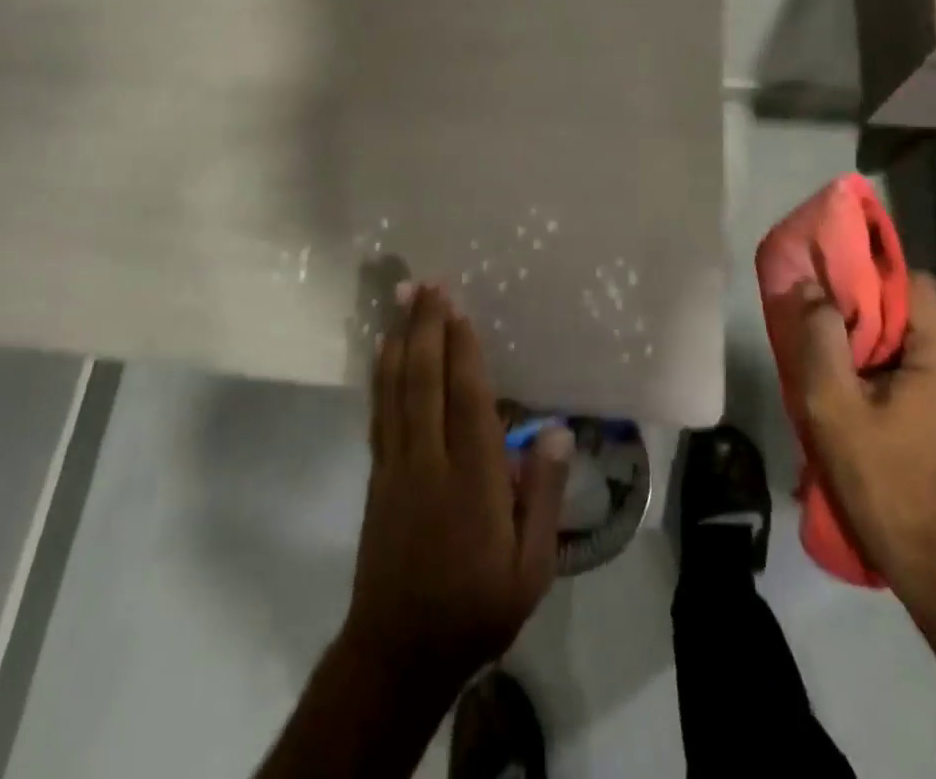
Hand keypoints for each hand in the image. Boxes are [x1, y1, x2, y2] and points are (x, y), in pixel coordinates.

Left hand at [341, 281, 571, 696]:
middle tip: (426, 284)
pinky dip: (381, 374)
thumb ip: (542, 497)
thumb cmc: (476, 607)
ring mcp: (396, 465)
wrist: (399, 652)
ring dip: (400, 339)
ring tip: (401, 298)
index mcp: (471, 480)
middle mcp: (429, 461)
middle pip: (424, 381)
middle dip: (425, 327)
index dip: (461, 349)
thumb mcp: (531, 568)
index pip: (466, 400)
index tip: (458, 307)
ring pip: (396, 389)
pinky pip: (380, 412)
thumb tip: (557, 432)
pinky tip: (382, 350)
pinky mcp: (377, 475)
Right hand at [793, 271, 935, 590]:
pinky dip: (913, 366)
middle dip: (880, 313)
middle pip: (927, 310)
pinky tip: (885, 394)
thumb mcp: (831, 403)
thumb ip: (819, 336)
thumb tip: (810, 286)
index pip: (916, 284)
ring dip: (895, 341)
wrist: (929, 558)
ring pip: (935, 339)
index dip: (872, 281)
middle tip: (839, 333)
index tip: (837, 298)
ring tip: (857, 365)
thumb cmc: (877, 475)